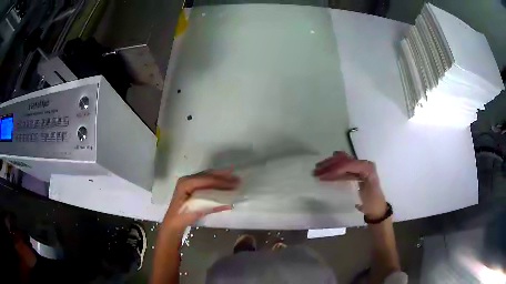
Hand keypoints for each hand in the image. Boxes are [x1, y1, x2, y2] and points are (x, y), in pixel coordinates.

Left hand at [162, 169, 239, 233]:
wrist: (173, 223)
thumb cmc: (182, 216)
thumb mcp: (196, 211)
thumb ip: (211, 205)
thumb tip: (229, 203)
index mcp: (186, 183)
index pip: (206, 180)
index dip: (221, 181)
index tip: (234, 183)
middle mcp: (188, 179)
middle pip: (208, 176)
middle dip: (223, 177)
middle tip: (237, 178)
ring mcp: (190, 183)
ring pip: (208, 178)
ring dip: (221, 179)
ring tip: (234, 179)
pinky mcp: (192, 188)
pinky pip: (206, 182)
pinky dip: (216, 183)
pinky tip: (225, 184)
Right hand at [313, 151, 386, 218]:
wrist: (376, 208)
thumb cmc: (371, 202)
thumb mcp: (364, 193)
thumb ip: (355, 184)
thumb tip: (338, 175)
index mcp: (367, 167)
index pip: (348, 164)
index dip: (335, 168)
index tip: (322, 175)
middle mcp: (363, 164)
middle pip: (343, 160)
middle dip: (329, 165)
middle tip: (316, 171)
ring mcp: (359, 167)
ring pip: (341, 162)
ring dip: (329, 166)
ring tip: (317, 171)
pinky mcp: (355, 172)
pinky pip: (342, 168)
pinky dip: (333, 170)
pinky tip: (325, 175)